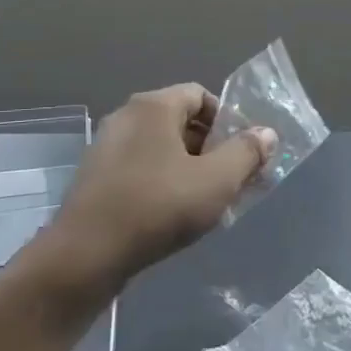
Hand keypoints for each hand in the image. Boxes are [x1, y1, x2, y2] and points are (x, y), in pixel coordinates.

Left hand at [37, 83, 275, 298]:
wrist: (85, 256)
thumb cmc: (157, 207)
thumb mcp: (216, 181)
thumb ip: (246, 153)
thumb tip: (265, 133)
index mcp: (153, 106)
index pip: (200, 95)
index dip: (227, 120)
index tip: (242, 152)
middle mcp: (126, 116)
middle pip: (181, 121)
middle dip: (211, 147)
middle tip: (231, 180)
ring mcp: (106, 147)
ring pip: (160, 147)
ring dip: (188, 168)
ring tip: (206, 202)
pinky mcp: (95, 178)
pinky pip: (140, 168)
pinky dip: (161, 182)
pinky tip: (172, 215)